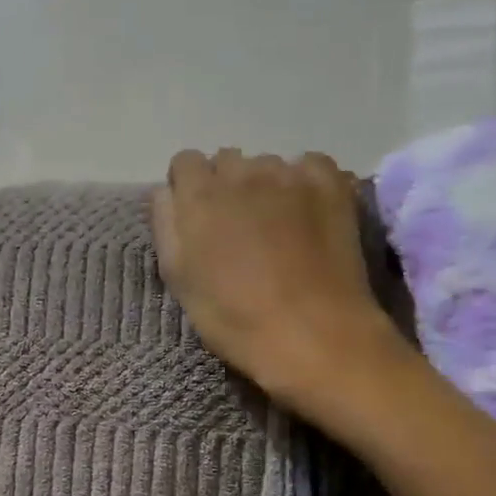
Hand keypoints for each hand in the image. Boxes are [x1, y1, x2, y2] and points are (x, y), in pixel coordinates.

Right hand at [152, 149, 397, 409]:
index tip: (197, 217)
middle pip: (227, 161)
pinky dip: (305, 182)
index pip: (185, 162)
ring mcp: (289, 174)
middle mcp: (242, 172)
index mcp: (199, 196)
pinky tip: (309, 213)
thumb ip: (166, 226)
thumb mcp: (179, 280)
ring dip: (266, 186)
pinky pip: (310, 165)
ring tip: (278, 226)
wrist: (313, 334)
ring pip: (268, 164)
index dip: (188, 187)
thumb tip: (166, 192)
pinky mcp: (330, 184)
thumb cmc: (235, 318)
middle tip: (238, 227)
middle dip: (227, 186)